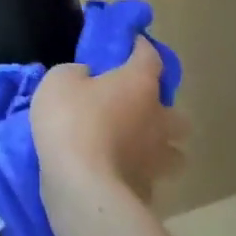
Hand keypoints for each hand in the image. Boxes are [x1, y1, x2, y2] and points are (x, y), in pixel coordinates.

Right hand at [31, 38, 183, 202]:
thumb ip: (77, 73)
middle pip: (177, 113)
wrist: (80, 185)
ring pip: (174, 152)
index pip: (150, 56)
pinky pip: (151, 179)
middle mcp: (158, 119)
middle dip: (161, 110)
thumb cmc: (71, 121)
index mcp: (139, 84)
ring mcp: (157, 160)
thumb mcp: (59, 80)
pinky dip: (140, 176)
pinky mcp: (148, 191)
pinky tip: (122, 175)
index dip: (141, 47)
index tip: (131, 43)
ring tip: (136, 148)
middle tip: (135, 109)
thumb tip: (88, 78)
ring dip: (160, 148)